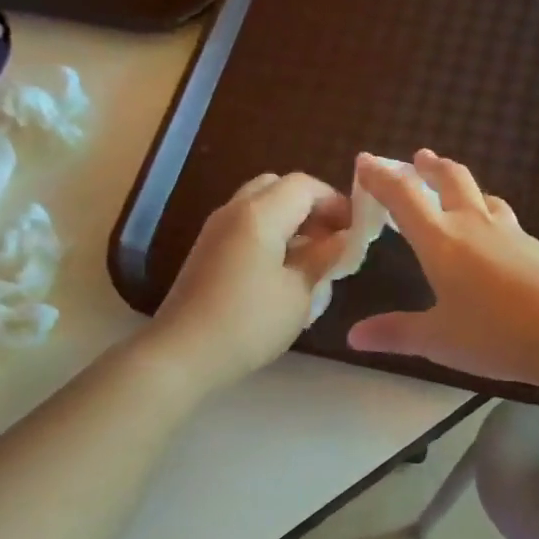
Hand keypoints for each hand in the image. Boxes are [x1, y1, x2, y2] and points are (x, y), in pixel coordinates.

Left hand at [145, 172, 350, 392]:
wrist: (184, 353)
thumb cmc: (249, 323)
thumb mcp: (299, 293)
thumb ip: (323, 258)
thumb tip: (343, 238)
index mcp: (260, 214)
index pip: (305, 186)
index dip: (335, 202)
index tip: (355, 231)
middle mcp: (234, 210)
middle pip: (278, 187)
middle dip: (310, 207)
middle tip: (331, 239)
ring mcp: (215, 230)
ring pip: (259, 206)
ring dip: (289, 222)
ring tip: (311, 258)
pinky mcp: (206, 251)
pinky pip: (244, 227)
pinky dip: (269, 235)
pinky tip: (282, 271)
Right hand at [347, 150, 538, 386]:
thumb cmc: (495, 334)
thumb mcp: (437, 340)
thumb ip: (395, 334)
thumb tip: (353, 337)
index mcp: (441, 241)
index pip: (404, 196)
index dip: (381, 176)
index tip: (365, 161)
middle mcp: (474, 225)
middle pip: (451, 179)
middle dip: (429, 167)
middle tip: (418, 159)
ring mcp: (511, 233)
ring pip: (483, 195)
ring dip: (462, 185)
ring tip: (455, 188)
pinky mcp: (537, 247)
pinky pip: (505, 219)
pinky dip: (489, 213)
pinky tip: (495, 234)